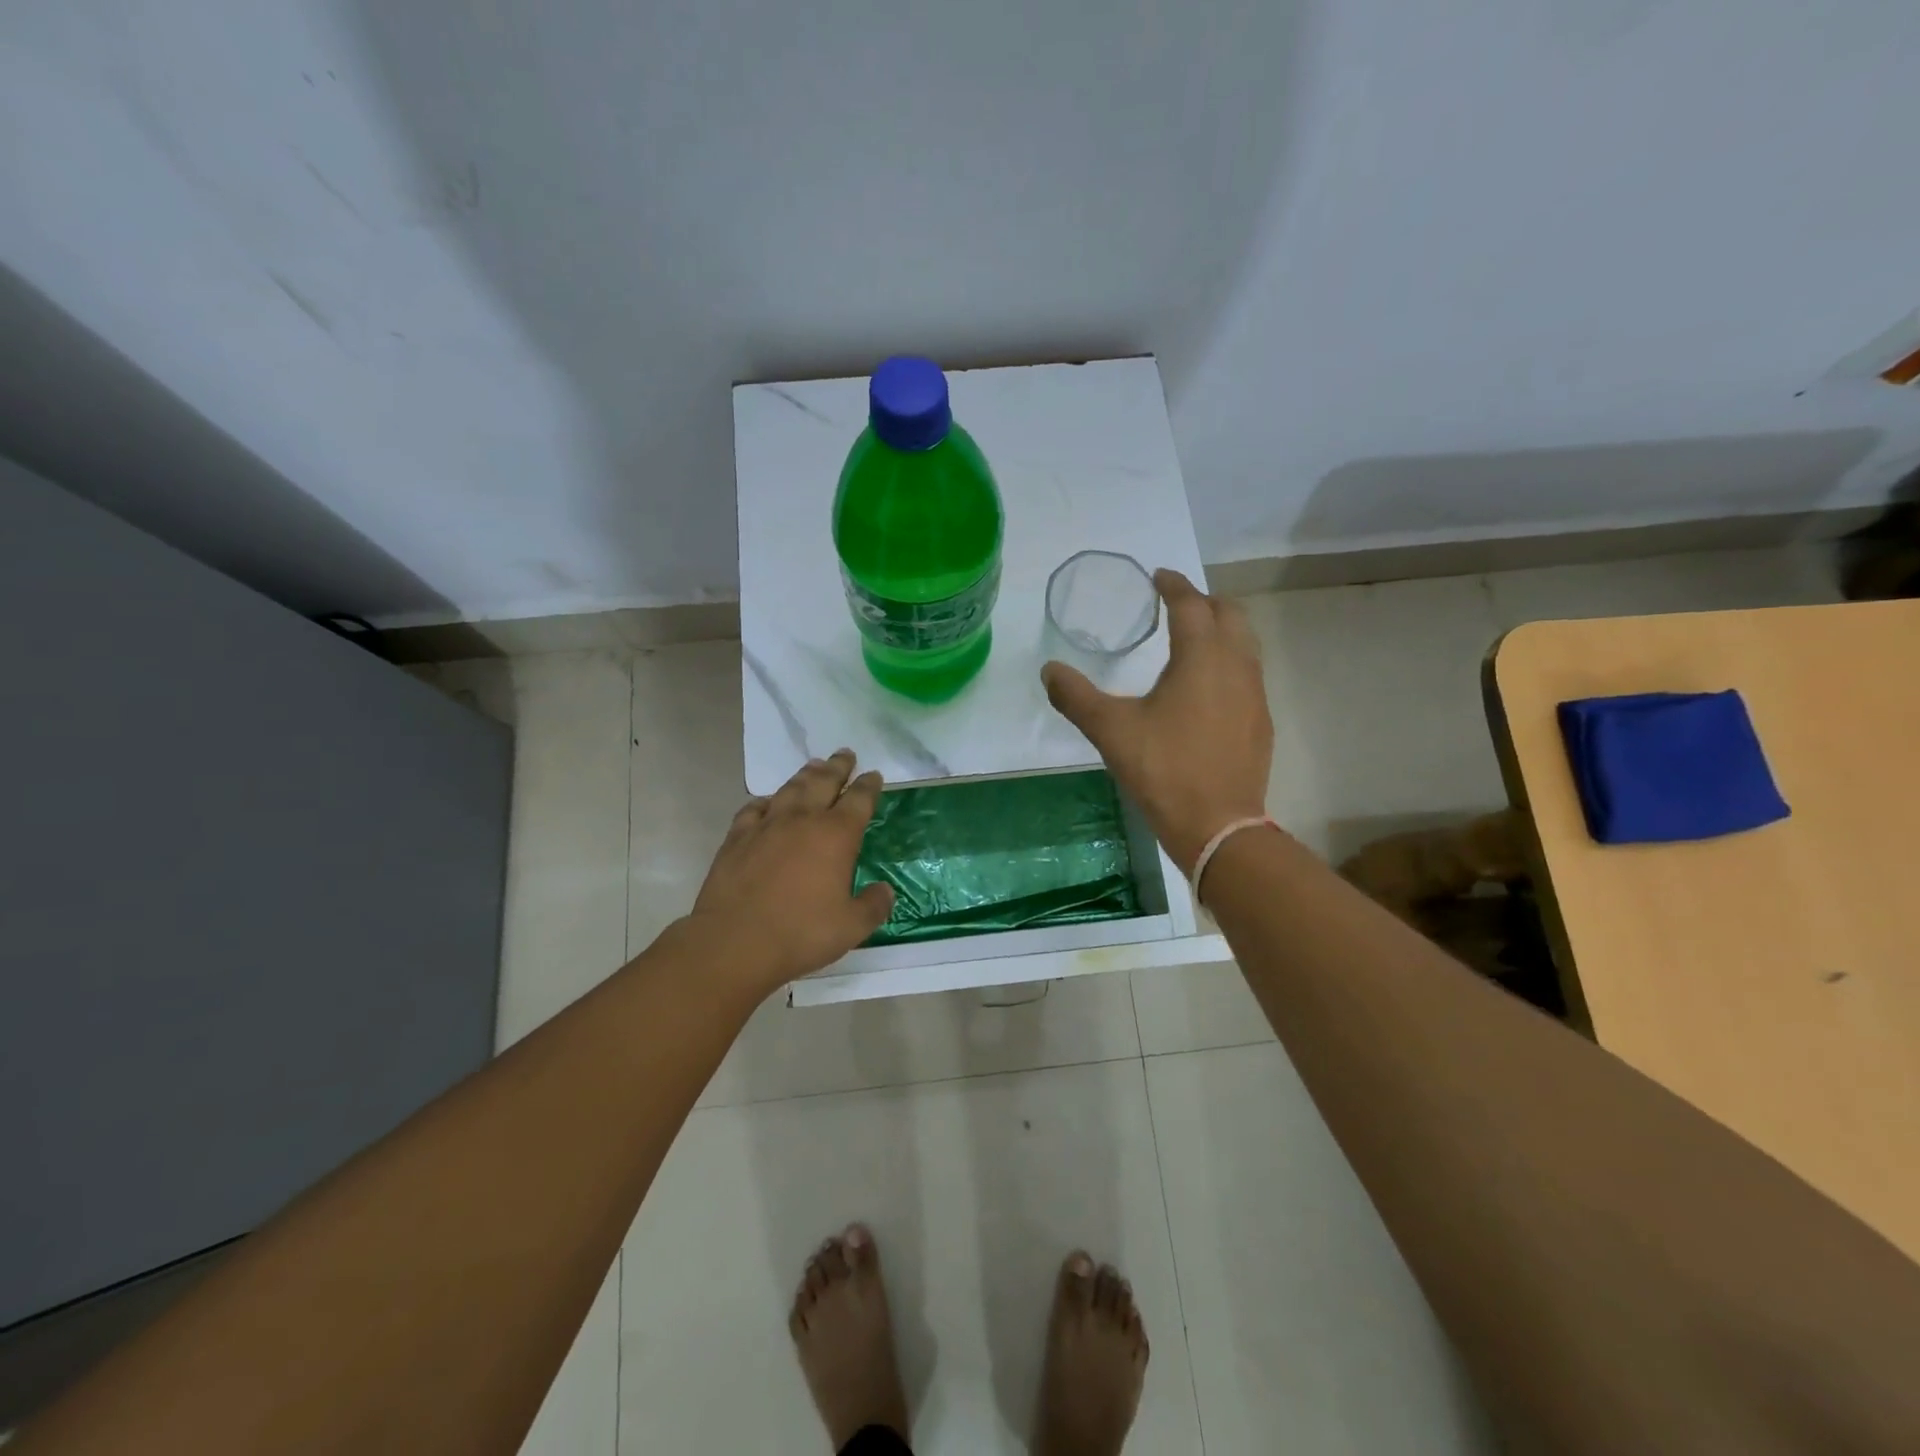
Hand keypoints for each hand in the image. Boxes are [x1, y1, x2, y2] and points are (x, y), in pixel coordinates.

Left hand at [689, 750, 894, 989]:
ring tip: (813, 766)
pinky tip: (766, 803)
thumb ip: (873, 906)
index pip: (859, 799)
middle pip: (824, 782)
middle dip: (838, 766)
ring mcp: (766, 826)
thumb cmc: (801, 933)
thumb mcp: (851, 927)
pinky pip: (753, 809)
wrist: (735, 942)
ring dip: (805, 775)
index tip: (874, 775)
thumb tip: (885, 891)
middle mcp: (803, 820)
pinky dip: (764, 802)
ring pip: (790, 789)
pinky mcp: (737, 838)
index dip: (869, 785)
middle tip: (845, 754)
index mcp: (836, 835)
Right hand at [1042, 569, 1273, 874]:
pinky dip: (1229, 661)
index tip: (1158, 577)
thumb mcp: (1110, 730)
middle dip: (1204, 601)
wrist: (1218, 825)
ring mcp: (1254, 694)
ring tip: (1192, 639)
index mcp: (1201, 657)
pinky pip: (1248, 673)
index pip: (1191, 605)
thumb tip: (1049, 671)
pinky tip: (1207, 687)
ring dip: (1221, 630)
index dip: (1174, 586)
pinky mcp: (1260, 721)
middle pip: (1230, 614)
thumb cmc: (1163, 769)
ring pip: (1245, 643)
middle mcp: (1236, 665)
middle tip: (1176, 604)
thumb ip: (1076, 697)